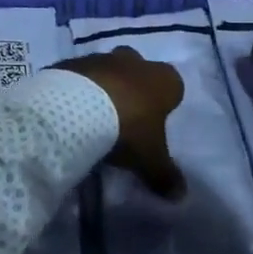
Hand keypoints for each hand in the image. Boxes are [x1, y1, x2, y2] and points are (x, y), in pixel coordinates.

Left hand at [54, 46, 186, 199]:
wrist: (77, 107)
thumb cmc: (126, 129)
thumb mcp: (150, 159)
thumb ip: (166, 175)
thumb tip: (180, 195)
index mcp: (162, 79)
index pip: (172, 86)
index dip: (165, 102)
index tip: (155, 122)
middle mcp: (134, 61)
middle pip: (139, 69)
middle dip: (134, 86)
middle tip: (125, 115)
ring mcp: (101, 57)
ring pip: (107, 68)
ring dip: (104, 85)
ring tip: (94, 114)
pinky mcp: (72, 62)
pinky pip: (79, 74)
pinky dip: (78, 87)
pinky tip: (72, 108)